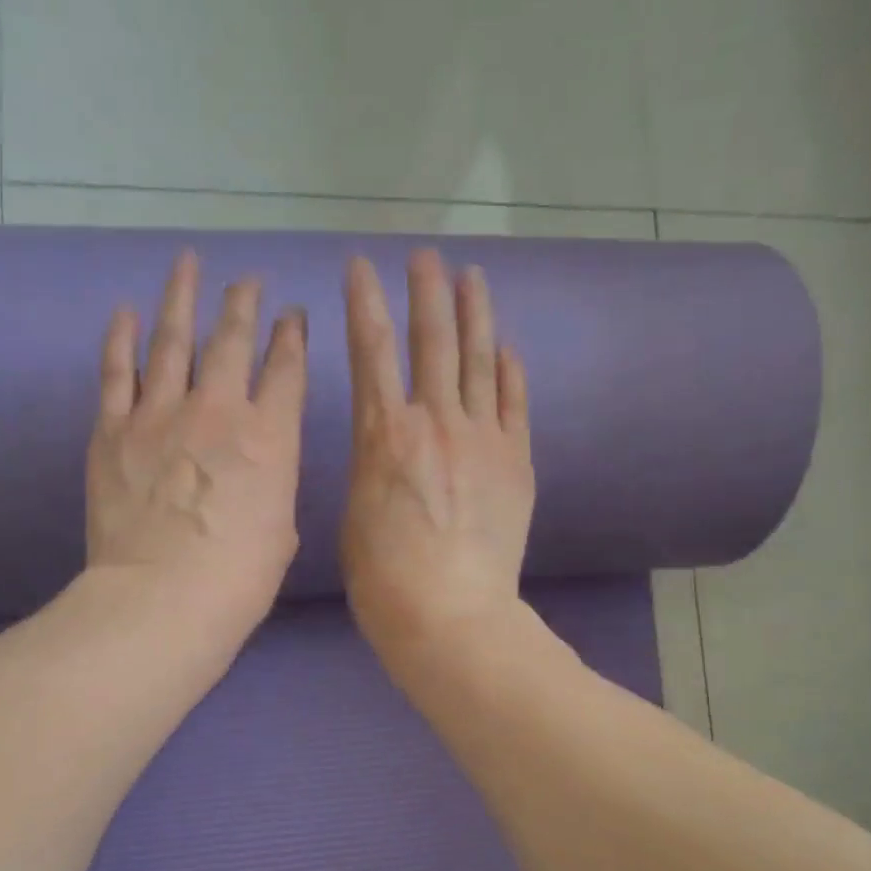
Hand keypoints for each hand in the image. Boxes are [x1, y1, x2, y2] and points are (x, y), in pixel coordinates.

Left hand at [86, 251, 306, 637]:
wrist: (161, 600)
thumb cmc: (238, 580)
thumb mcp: (281, 531)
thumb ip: (272, 485)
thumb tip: (257, 469)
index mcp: (269, 437)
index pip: (286, 369)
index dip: (292, 337)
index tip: (292, 317)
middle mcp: (218, 410)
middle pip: (232, 340)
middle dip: (243, 305)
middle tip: (247, 282)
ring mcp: (159, 414)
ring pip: (173, 339)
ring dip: (183, 298)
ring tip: (188, 264)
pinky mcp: (113, 430)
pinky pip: (116, 371)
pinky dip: (120, 337)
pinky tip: (125, 311)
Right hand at [341, 250, 533, 664]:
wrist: (450, 614)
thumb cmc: (383, 578)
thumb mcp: (355, 515)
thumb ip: (372, 469)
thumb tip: (386, 452)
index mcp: (382, 434)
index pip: (371, 350)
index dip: (364, 302)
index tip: (361, 265)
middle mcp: (433, 421)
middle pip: (432, 340)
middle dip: (427, 291)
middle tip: (427, 256)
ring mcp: (481, 437)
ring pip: (479, 360)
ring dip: (474, 314)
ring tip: (472, 277)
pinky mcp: (515, 460)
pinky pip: (513, 402)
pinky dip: (510, 370)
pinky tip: (507, 347)